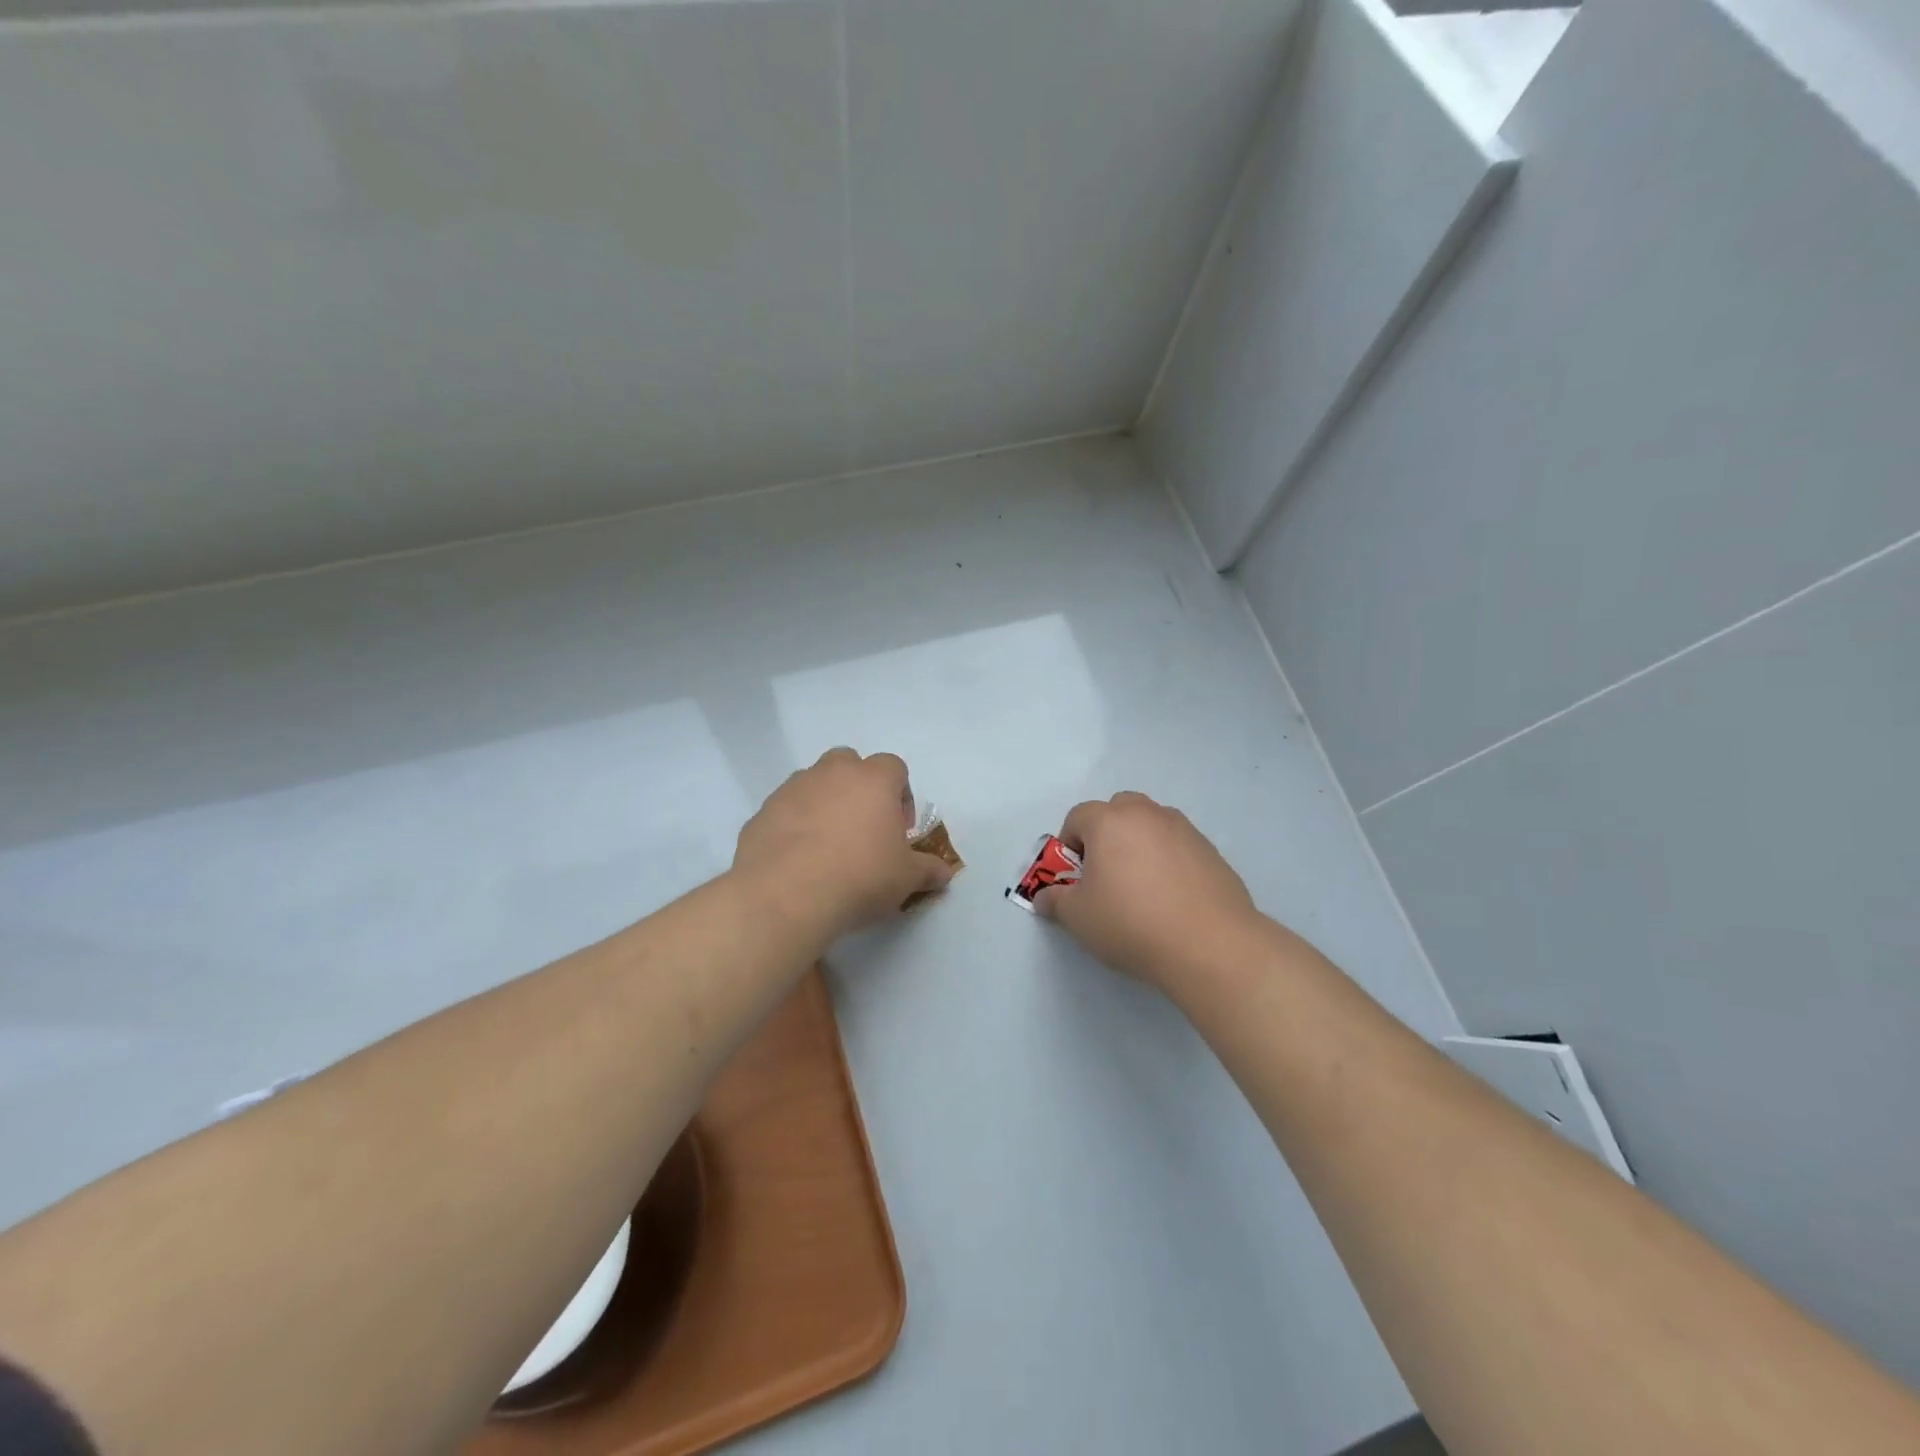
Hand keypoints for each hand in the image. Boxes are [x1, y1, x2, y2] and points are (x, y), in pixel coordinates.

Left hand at [734, 748, 956, 942]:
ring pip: (813, 784)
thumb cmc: (860, 876)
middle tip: (863, 830)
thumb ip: (928, 870)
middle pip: (849, 764)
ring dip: (824, 805)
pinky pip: (785, 812)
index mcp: (873, 779)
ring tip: (828, 848)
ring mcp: (792, 789)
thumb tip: (944, 874)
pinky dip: (793, 827)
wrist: (786, 895)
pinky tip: (798, 862)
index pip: (894, 767)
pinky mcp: (762, 812)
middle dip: (859, 789)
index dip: (901, 795)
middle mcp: (831, 773)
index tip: (899, 829)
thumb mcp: (906, 878)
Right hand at [1035, 792, 1260, 994]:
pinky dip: (1169, 860)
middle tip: (1106, 874)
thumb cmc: (1131, 923)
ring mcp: (1184, 830)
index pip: (1078, 816)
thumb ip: (1055, 901)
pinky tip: (1172, 899)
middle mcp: (1147, 814)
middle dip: (1106, 834)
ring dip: (1140, 843)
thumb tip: (1045, 897)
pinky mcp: (1212, 851)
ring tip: (1142, 887)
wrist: (1210, 945)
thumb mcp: (1078, 918)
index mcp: (1109, 821)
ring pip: (1151, 824)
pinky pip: (1179, 846)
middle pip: (1118, 809)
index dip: (1069, 845)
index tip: (1074, 877)